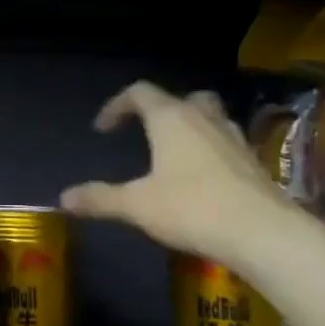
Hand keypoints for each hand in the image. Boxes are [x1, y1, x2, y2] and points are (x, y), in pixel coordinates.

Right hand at [60, 81, 300, 271]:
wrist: (260, 232)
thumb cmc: (191, 208)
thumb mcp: (136, 205)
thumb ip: (100, 198)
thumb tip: (64, 198)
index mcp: (171, 119)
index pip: (140, 93)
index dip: (117, 106)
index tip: (102, 129)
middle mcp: (204, 118)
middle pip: (182, 98)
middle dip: (161, 110)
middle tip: (146, 133)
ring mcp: (233, 138)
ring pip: (210, 117)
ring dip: (190, 126)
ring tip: (174, 153)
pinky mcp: (252, 161)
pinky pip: (226, 142)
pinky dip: (210, 149)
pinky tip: (202, 176)